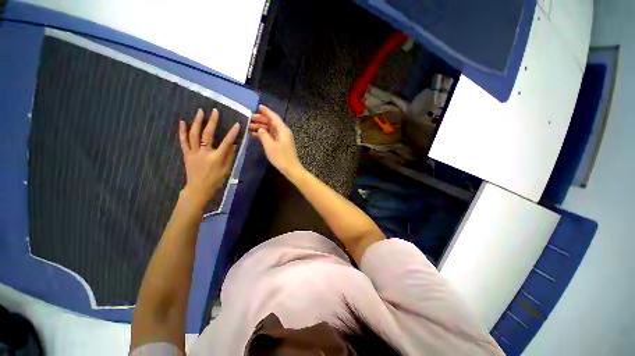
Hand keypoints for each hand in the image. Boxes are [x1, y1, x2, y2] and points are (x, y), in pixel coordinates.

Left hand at [179, 108, 238, 204]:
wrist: (198, 189)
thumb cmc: (215, 180)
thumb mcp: (226, 170)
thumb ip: (230, 156)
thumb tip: (234, 145)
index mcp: (216, 157)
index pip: (226, 142)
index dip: (232, 133)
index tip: (237, 124)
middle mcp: (204, 152)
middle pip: (207, 134)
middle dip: (212, 122)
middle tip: (214, 111)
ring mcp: (193, 152)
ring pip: (194, 134)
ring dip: (197, 122)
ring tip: (200, 112)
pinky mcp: (186, 154)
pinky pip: (183, 141)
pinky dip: (182, 131)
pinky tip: (182, 122)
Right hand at [249, 105, 302, 176]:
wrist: (291, 169)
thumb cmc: (281, 157)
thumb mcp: (270, 146)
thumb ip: (263, 135)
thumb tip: (260, 129)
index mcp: (283, 130)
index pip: (274, 117)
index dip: (266, 111)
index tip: (258, 106)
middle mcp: (284, 132)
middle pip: (272, 122)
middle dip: (261, 119)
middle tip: (249, 119)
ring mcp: (283, 138)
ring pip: (271, 129)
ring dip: (261, 127)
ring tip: (249, 127)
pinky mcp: (281, 144)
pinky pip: (272, 136)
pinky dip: (264, 134)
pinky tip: (255, 135)